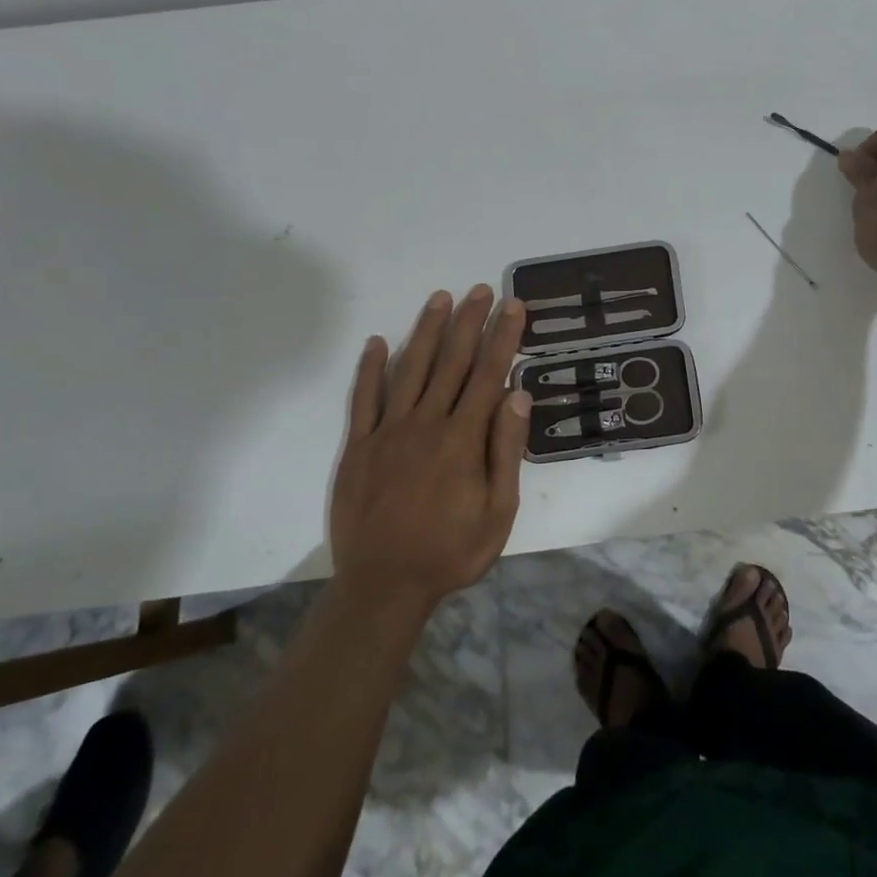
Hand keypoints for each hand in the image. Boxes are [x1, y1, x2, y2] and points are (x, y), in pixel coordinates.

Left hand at [329, 286, 530, 618]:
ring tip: (441, 298)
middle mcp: (425, 423)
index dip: (503, 337)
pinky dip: (371, 368)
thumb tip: (517, 396)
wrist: (383, 586)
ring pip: (411, 369)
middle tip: (481, 289)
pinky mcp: (359, 446)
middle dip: (470, 322)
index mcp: (462, 439)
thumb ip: (505, 451)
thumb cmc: (450, 551)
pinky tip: (378, 342)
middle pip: (451, 362)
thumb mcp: (497, 512)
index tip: (513, 306)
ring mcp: (388, 431)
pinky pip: (364, 399)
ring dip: (427, 331)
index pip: (489, 374)